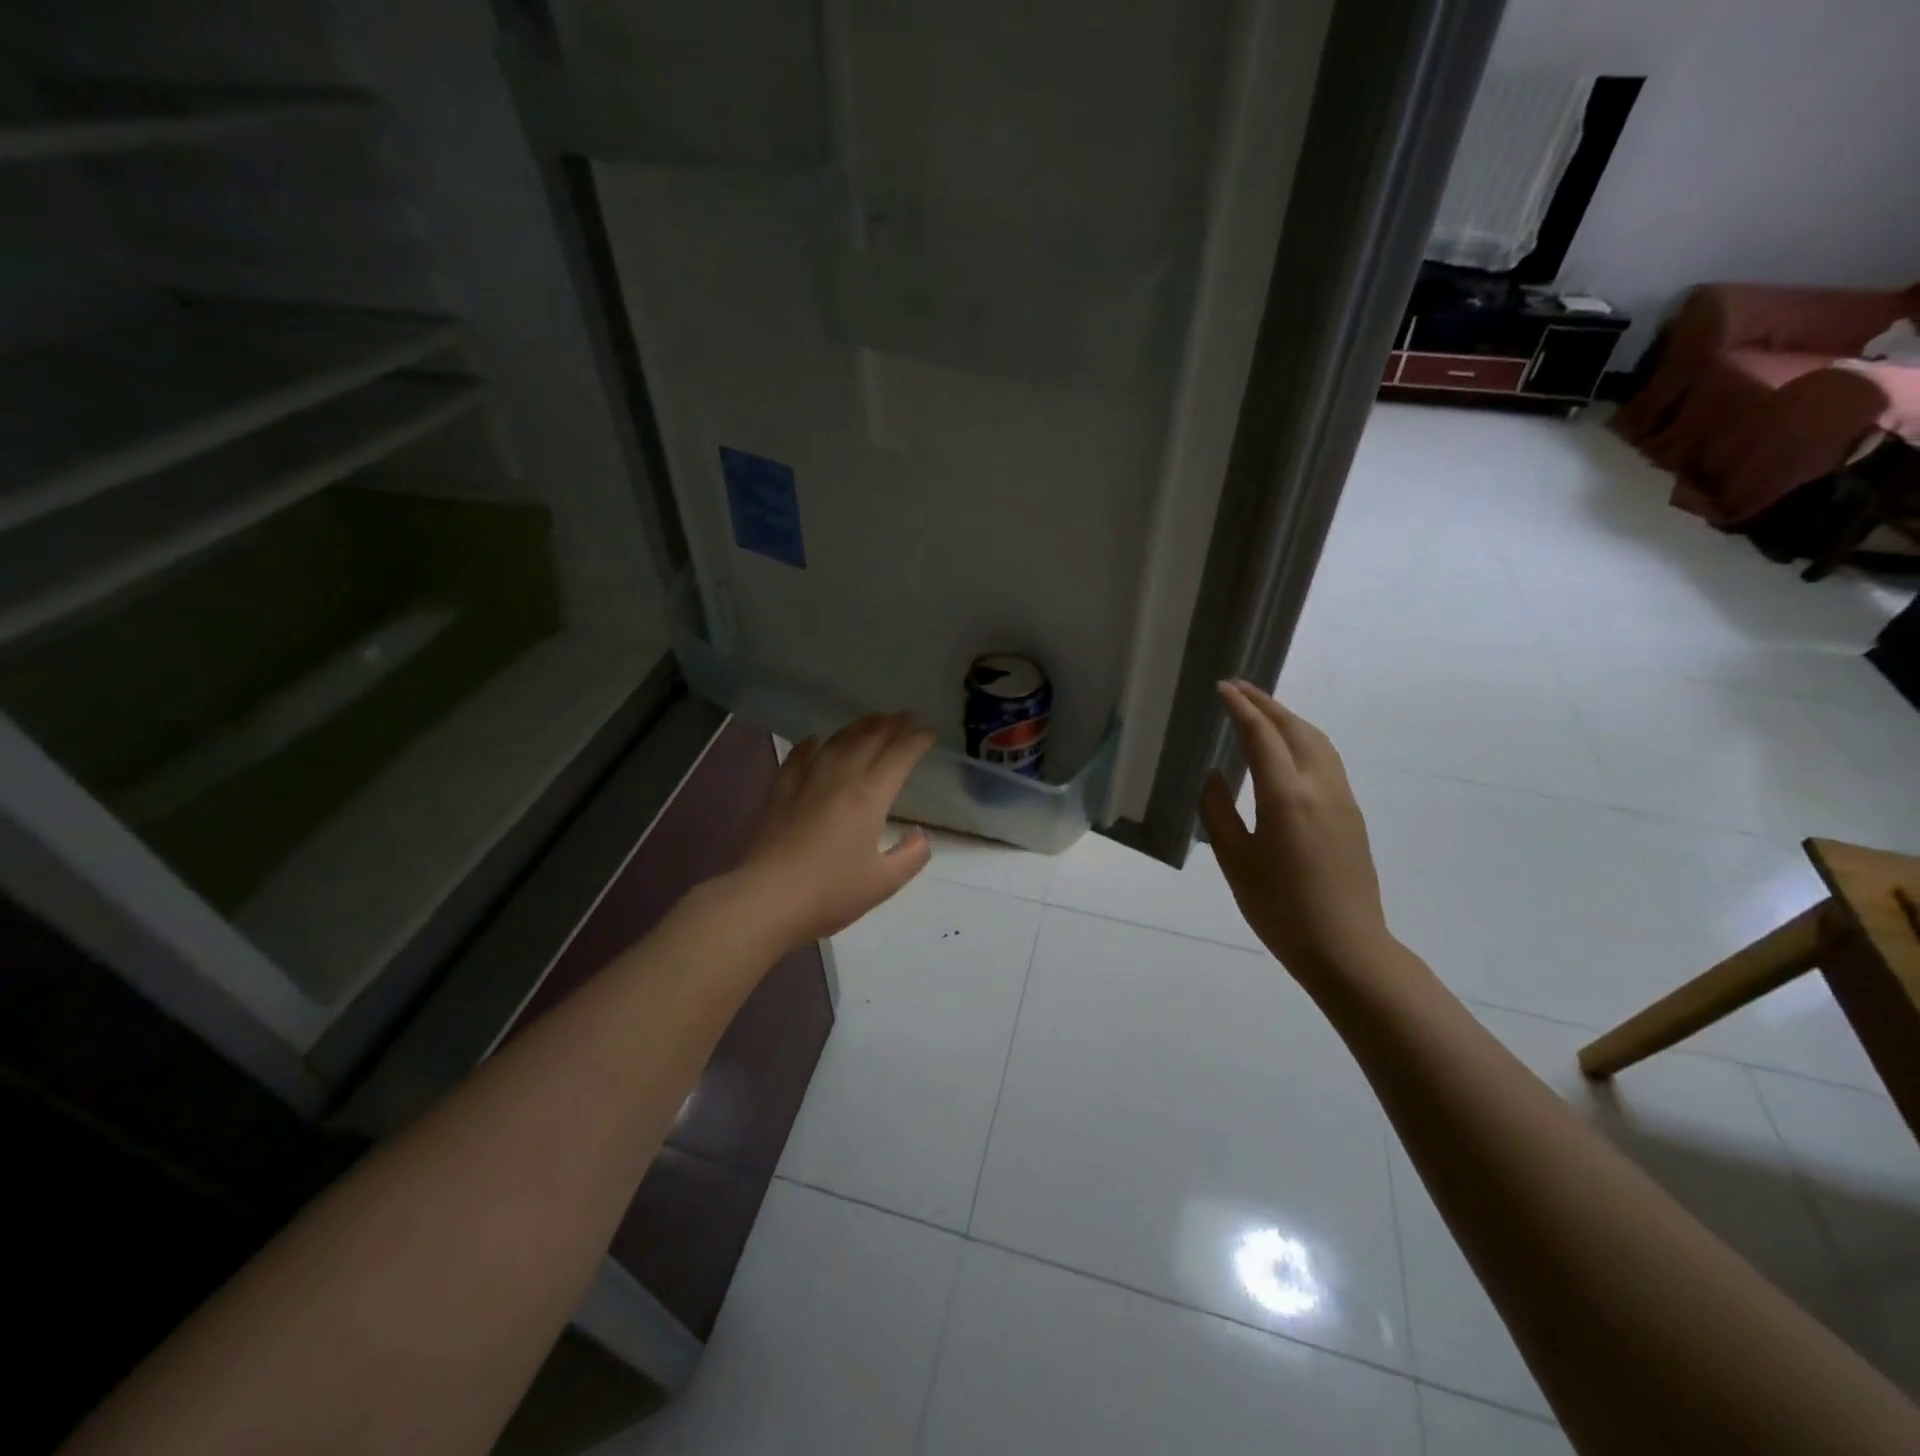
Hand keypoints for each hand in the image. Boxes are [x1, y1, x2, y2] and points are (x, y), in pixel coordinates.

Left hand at [730, 712, 936, 950]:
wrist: (766, 899)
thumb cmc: (829, 893)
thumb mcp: (883, 883)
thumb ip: (911, 856)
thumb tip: (920, 834)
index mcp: (870, 798)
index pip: (899, 756)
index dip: (917, 741)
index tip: (930, 733)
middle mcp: (840, 779)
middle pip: (869, 740)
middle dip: (892, 725)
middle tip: (906, 716)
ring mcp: (806, 781)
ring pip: (837, 742)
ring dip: (858, 727)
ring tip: (873, 719)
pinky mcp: (780, 792)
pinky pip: (799, 757)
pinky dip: (811, 744)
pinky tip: (816, 740)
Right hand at [1199, 681, 1393, 977]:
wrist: (1345, 946)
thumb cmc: (1279, 907)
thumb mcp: (1234, 860)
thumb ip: (1218, 812)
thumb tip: (1214, 778)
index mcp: (1286, 796)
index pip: (1261, 736)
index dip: (1241, 708)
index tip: (1222, 689)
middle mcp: (1319, 786)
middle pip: (1295, 728)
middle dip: (1267, 703)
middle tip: (1239, 688)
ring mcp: (1342, 799)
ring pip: (1318, 741)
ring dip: (1289, 719)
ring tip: (1263, 711)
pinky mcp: (1352, 814)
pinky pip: (1327, 760)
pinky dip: (1303, 740)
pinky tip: (1288, 750)